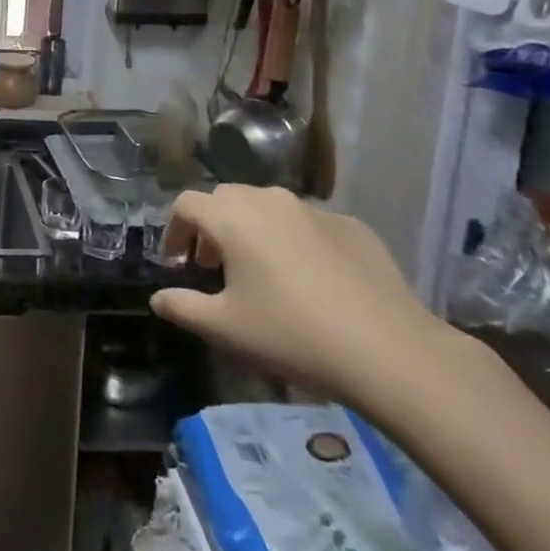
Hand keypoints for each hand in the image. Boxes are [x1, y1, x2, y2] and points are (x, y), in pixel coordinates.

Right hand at [152, 185, 461, 405]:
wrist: (391, 351)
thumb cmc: (291, 334)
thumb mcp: (224, 329)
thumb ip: (182, 307)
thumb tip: (158, 298)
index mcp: (232, 218)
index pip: (186, 205)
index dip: (174, 232)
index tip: (178, 265)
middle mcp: (269, 201)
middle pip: (226, 199)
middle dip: (212, 227)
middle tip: (214, 266)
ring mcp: (315, 210)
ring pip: (268, 208)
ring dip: (252, 230)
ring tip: (260, 272)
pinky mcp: (353, 227)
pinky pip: (308, 224)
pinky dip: (294, 241)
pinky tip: (310, 281)